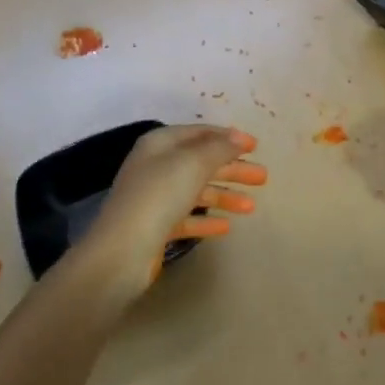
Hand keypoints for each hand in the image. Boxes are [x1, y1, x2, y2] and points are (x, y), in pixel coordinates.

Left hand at [82, 125, 266, 300]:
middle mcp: (156, 166)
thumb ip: (219, 148)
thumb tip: (238, 137)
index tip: (256, 146)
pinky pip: (187, 218)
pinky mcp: (156, 227)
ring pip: (197, 191)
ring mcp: (155, 198)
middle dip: (233, 168)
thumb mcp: (193, 163)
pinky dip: (206, 220)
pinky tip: (226, 228)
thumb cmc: (159, 196)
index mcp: (161, 144)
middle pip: (201, 162)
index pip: (200, 133)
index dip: (228, 137)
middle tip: (263, 177)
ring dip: (224, 196)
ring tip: (251, 207)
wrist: (122, 251)